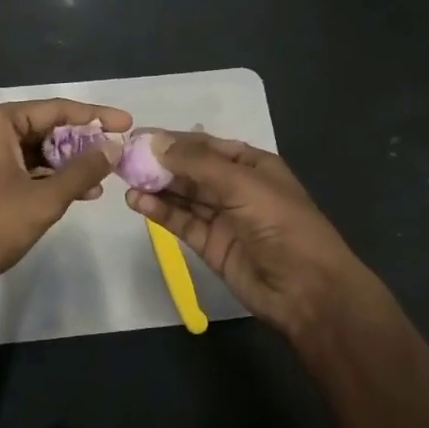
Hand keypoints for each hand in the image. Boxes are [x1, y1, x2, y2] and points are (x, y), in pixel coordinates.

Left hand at [0, 98, 132, 295]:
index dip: (95, 116)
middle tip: (116, 152)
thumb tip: (113, 149)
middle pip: (45, 127)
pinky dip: (48, 177)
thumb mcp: (44, 199)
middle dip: (81, 142)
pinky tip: (76, 192)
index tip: (127, 123)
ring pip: (35, 150)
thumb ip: (82, 171)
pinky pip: (22, 167)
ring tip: (102, 178)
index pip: (56, 109)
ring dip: (67, 163)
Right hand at [125, 133, 375, 344]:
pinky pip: (181, 221)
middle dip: (159, 162)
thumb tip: (153, 142)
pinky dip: (159, 211)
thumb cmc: (281, 224)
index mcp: (251, 164)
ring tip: (122, 178)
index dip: (173, 140)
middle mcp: (235, 186)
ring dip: (155, 186)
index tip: (137, 137)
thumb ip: (196, 163)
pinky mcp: (211, 245)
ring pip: (183, 195)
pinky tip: (136, 201)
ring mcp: (223, 217)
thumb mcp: (241, 184)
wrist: (307, 290)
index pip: (205, 145)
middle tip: (122, 158)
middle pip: (191, 169)